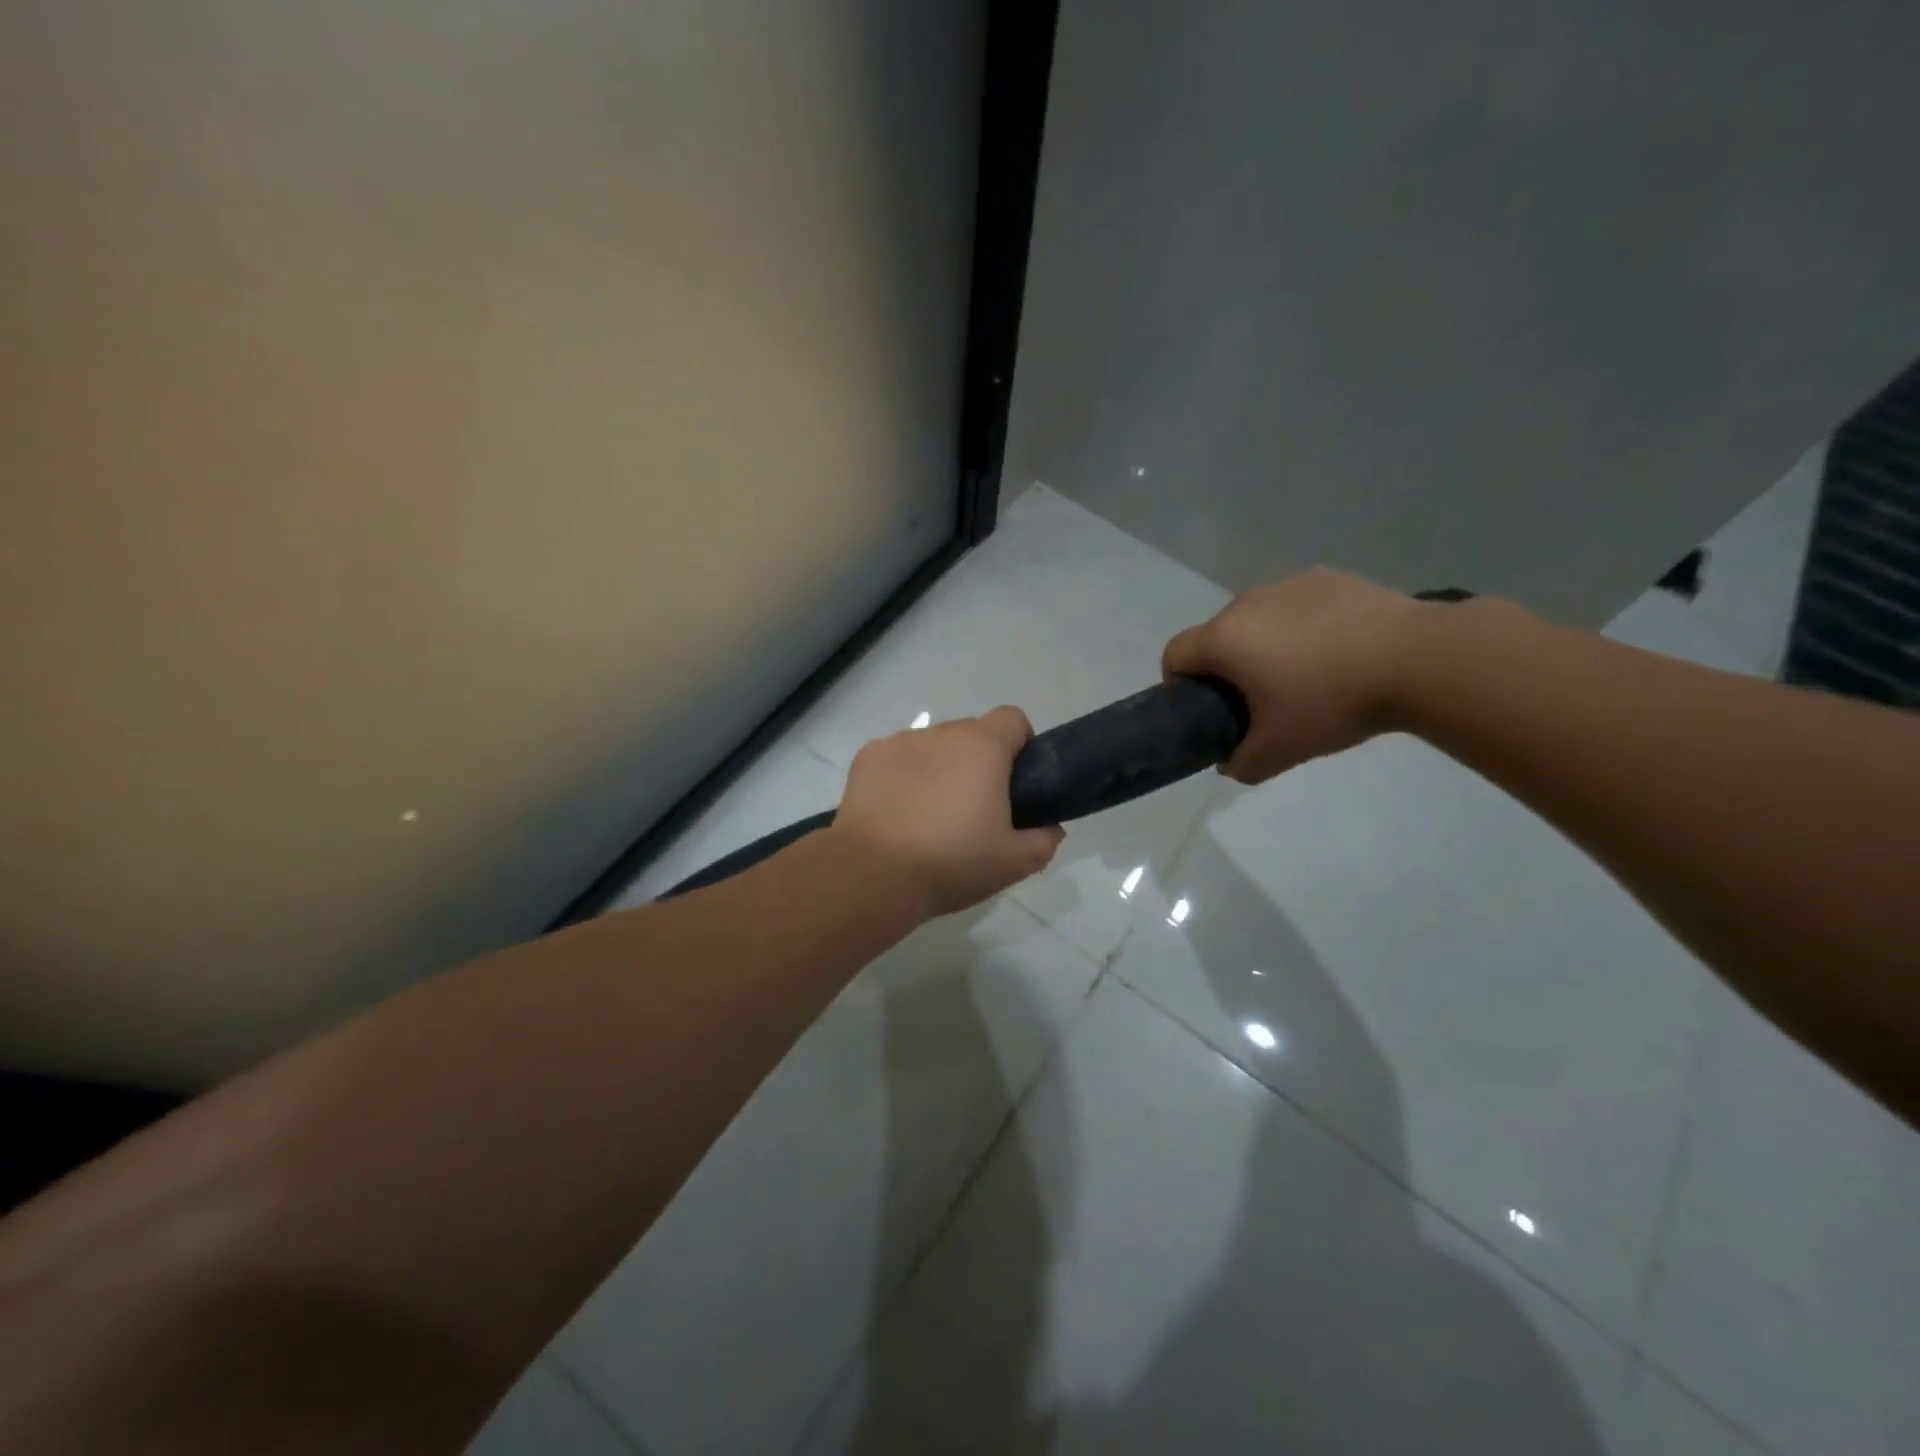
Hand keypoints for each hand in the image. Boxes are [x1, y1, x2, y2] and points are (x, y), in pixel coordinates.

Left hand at [833, 706, 1065, 917]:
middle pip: (971, 734)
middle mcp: (941, 733)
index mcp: (982, 746)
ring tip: (929, 814)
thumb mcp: (1014, 863)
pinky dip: (902, 776)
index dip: (1020, 745)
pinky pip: (896, 758)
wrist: (873, 874)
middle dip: (978, 761)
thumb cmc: (951, 861)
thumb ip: (1044, 840)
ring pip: (932, 746)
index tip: (1015, 782)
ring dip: (939, 768)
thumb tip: (1050, 828)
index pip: (1013, 719)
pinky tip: (896, 812)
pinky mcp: (867, 757)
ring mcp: (899, 741)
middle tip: (974, 808)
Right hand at [1162, 568, 1431, 782]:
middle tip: (1258, 699)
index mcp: (1224, 638)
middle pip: (1216, 635)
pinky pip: (1296, 605)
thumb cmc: (1331, 703)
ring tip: (1304, 673)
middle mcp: (1246, 602)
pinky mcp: (1328, 577)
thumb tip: (1229, 763)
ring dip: (1263, 643)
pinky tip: (1337, 650)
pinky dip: (1301, 626)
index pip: (1174, 654)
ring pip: (1257, 618)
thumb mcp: (1279, 751)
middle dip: (1226, 665)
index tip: (1205, 708)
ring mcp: (1288, 585)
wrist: (1416, 659)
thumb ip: (1241, 764)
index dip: (1178, 684)